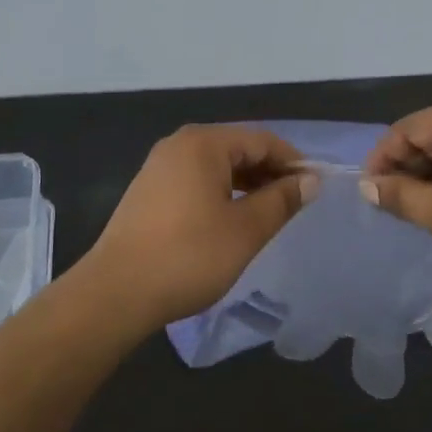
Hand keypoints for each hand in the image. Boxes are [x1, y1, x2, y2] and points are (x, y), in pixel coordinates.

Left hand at [85, 125, 317, 329]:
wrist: (116, 292)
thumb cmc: (189, 256)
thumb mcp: (246, 230)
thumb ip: (281, 200)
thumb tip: (309, 180)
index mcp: (203, 143)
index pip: (261, 140)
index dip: (293, 161)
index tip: (315, 187)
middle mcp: (179, 144)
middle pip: (237, 148)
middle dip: (269, 172)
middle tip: (296, 202)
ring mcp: (159, 166)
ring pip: (216, 165)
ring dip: (246, 183)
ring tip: (270, 212)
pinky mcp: (148, 190)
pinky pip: (196, 179)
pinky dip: (221, 192)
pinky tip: (232, 218)